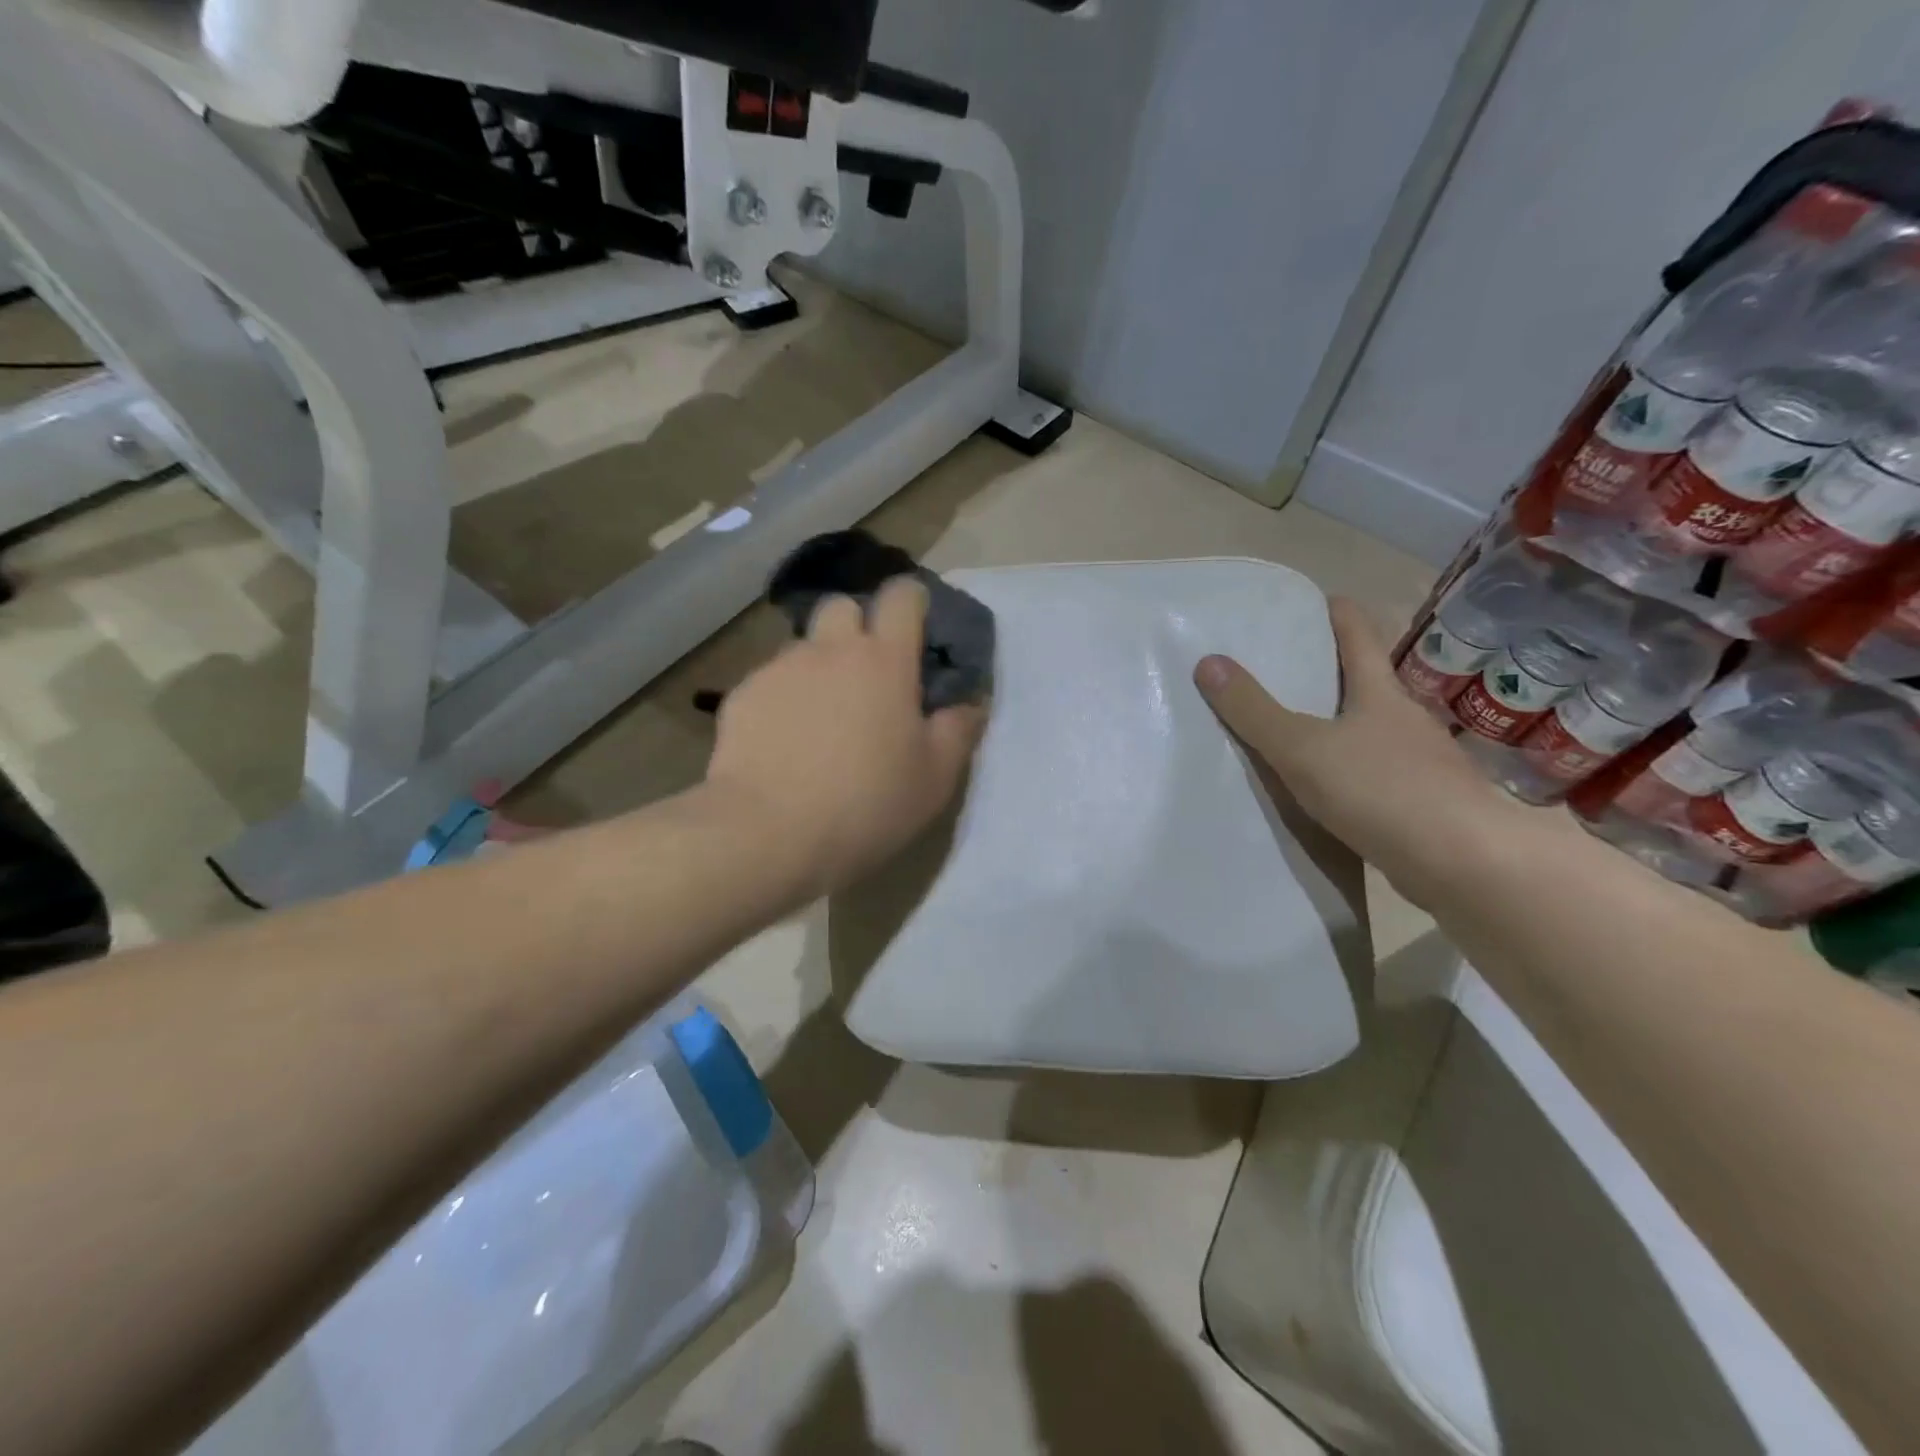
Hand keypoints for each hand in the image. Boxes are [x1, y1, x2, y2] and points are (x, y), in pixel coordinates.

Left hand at [705, 577, 986, 896]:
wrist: (767, 833)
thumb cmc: (866, 804)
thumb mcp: (934, 779)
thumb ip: (958, 731)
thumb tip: (971, 702)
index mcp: (884, 661)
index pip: (900, 596)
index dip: (910, 602)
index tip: (916, 628)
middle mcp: (830, 650)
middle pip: (843, 606)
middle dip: (857, 626)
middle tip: (867, 675)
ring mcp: (780, 669)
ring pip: (804, 647)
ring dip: (819, 666)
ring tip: (821, 718)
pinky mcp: (742, 695)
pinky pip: (770, 681)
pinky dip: (783, 699)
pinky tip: (784, 743)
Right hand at [1194, 596, 1522, 904]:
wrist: (1465, 864)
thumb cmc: (1381, 789)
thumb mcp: (1302, 748)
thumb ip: (1254, 710)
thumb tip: (1208, 662)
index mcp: (1380, 693)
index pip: (1358, 635)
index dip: (1336, 612)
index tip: (1311, 601)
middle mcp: (1405, 719)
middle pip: (1366, 681)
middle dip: (1329, 670)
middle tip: (1282, 667)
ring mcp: (1421, 761)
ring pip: (1371, 729)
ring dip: (1339, 724)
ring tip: (1295, 729)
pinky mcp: (1423, 802)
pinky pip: (1375, 772)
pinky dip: (1350, 769)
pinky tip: (1327, 787)